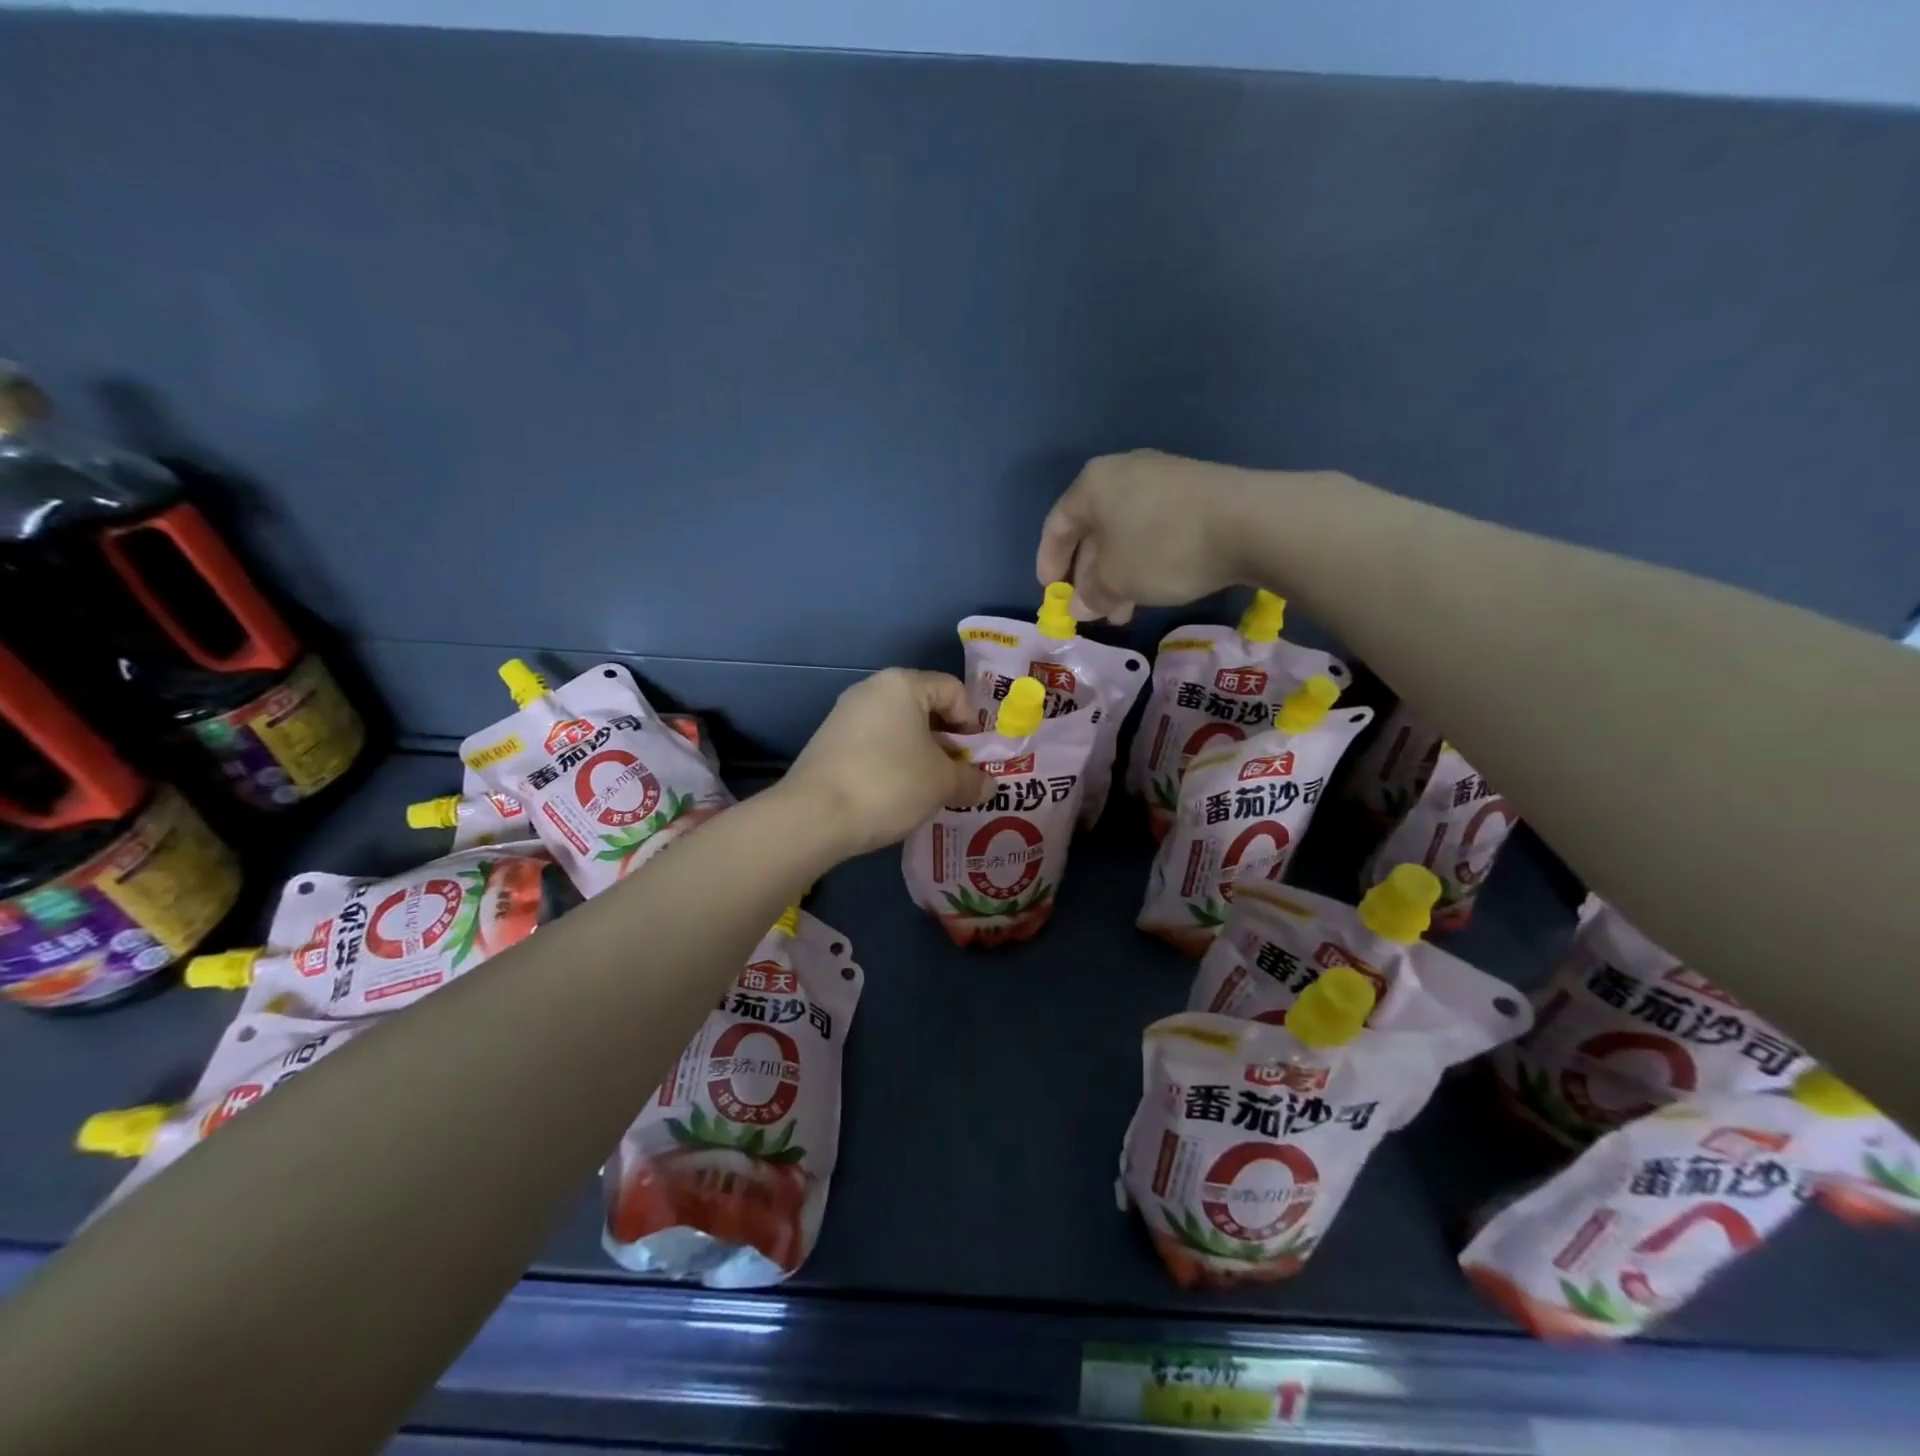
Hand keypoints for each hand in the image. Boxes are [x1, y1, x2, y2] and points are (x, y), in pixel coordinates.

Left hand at [781, 669, 991, 857]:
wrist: (814, 816)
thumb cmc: (890, 784)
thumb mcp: (942, 783)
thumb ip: (971, 780)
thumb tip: (988, 786)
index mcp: (902, 684)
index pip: (953, 690)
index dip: (973, 723)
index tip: (976, 758)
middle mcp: (871, 690)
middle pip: (925, 707)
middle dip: (947, 742)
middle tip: (959, 775)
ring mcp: (845, 715)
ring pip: (899, 728)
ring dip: (921, 755)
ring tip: (931, 789)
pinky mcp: (829, 742)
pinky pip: (875, 744)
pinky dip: (894, 762)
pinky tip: (898, 794)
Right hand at [1036, 450, 1260, 624]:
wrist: (1250, 522)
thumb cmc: (1163, 548)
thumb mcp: (1116, 580)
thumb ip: (1090, 594)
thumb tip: (1080, 605)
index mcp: (1092, 485)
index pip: (1057, 526)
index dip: (1049, 563)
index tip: (1052, 595)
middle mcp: (1123, 473)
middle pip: (1092, 530)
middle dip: (1088, 576)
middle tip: (1092, 611)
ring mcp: (1161, 479)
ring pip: (1124, 533)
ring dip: (1117, 575)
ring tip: (1123, 611)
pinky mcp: (1193, 491)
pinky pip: (1153, 529)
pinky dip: (1144, 560)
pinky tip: (1152, 588)